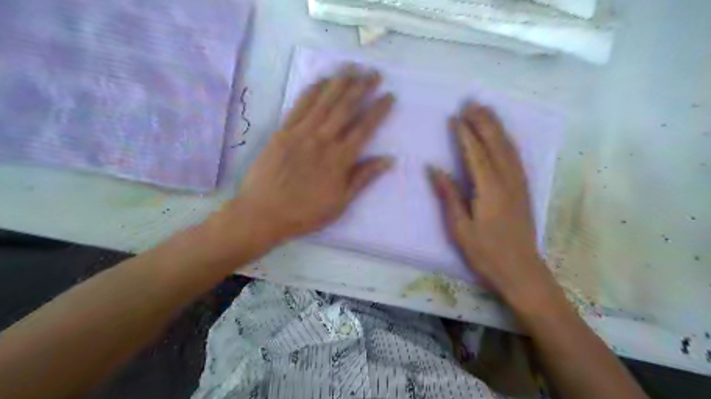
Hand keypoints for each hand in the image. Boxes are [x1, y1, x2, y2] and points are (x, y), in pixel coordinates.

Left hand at [229, 65, 394, 245]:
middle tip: (374, 73)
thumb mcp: (340, 203)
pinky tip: (321, 80)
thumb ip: (363, 178)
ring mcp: (301, 133)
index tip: (389, 96)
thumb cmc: (305, 213)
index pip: (364, 128)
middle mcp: (322, 140)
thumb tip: (388, 160)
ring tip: (352, 67)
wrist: (263, 213)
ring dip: (340, 82)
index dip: (378, 110)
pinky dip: (312, 91)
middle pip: (345, 108)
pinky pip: (299, 106)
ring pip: (324, 101)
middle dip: (362, 87)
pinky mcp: (282, 131)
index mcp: (339, 159)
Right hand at [431, 103, 558, 304]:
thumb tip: (434, 169)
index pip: (476, 154)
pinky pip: (515, 156)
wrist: (521, 270)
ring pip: (509, 147)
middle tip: (470, 104)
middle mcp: (508, 181)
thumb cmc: (486, 252)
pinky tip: (501, 135)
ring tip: (485, 111)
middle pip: (496, 143)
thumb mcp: (460, 228)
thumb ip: (449, 195)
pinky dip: (506, 140)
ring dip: (496, 126)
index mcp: (490, 190)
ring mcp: (519, 183)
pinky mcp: (524, 188)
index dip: (465, 134)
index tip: (455, 117)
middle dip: (484, 121)